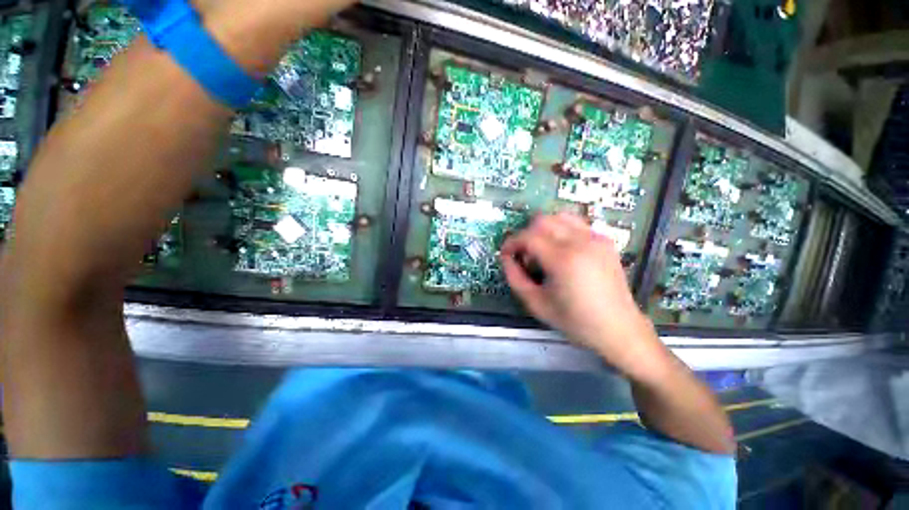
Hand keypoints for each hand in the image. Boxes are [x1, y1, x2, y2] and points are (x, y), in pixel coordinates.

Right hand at [500, 213, 667, 377]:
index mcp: (563, 259)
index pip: (528, 236)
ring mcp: (596, 238)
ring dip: (543, 229)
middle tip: (524, 255)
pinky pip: (576, 224)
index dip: (512, 242)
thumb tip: (506, 258)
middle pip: (542, 220)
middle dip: (526, 234)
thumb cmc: (575, 320)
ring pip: (560, 216)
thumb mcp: (536, 303)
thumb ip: (515, 278)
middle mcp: (581, 241)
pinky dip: (561, 230)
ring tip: (542, 250)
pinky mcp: (605, 240)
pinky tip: (561, 250)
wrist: (618, 328)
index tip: (506, 254)